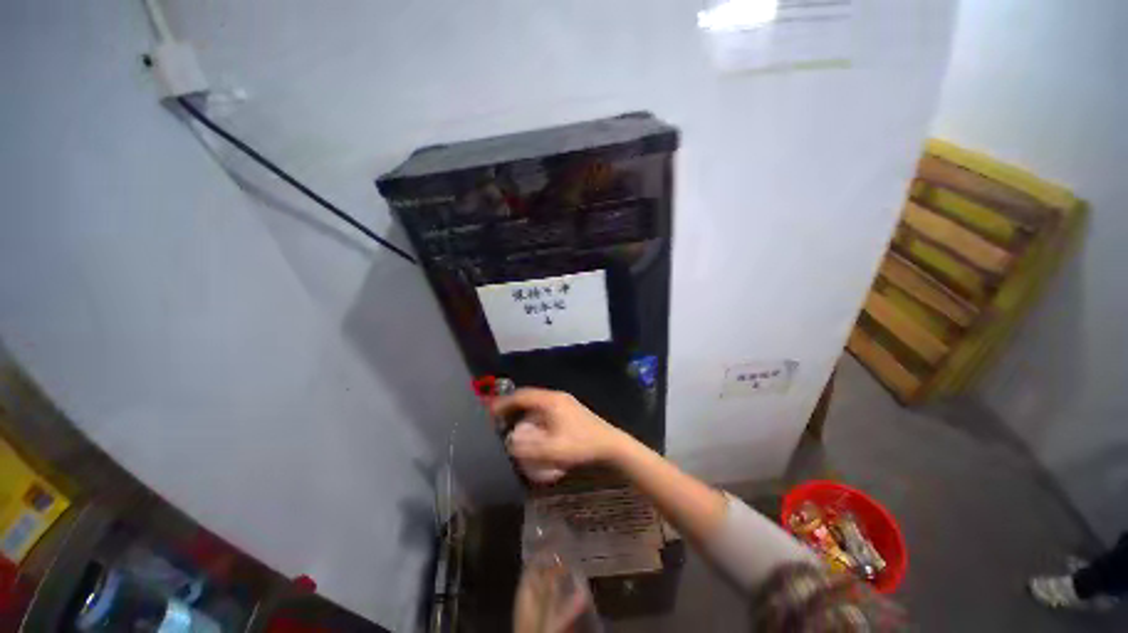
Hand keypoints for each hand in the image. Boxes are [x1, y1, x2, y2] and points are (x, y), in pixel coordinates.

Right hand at [490, 388, 624, 482]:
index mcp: (550, 401)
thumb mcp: (553, 450)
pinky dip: (533, 414)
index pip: (522, 396)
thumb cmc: (581, 445)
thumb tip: (509, 441)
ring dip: (523, 410)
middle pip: (529, 396)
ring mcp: (564, 402)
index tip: (489, 411)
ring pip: (537, 402)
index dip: (504, 403)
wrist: (610, 444)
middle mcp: (556, 397)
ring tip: (511, 422)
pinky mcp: (570, 409)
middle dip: (512, 405)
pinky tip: (532, 427)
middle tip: (497, 417)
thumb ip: (527, 448)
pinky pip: (545, 408)